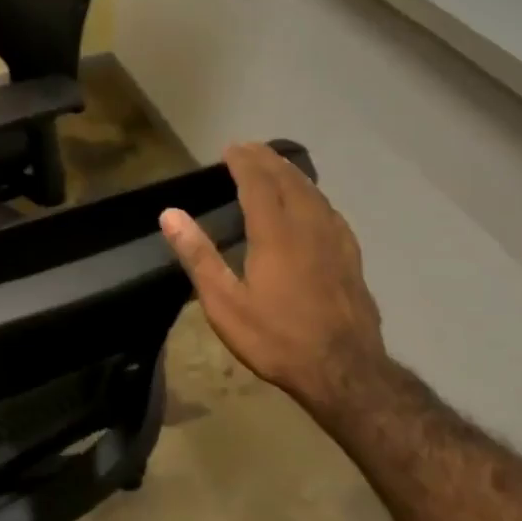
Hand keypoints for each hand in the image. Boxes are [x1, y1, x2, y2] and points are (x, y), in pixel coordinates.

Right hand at [160, 143, 387, 424]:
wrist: (345, 372)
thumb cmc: (277, 339)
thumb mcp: (225, 304)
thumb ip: (199, 256)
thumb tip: (169, 214)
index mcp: (275, 234)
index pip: (258, 183)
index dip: (244, 162)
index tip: (230, 148)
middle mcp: (308, 227)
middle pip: (288, 181)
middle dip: (268, 160)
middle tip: (250, 148)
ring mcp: (335, 241)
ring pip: (314, 193)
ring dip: (292, 174)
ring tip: (277, 164)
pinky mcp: (351, 258)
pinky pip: (331, 212)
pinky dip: (315, 195)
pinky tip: (315, 203)